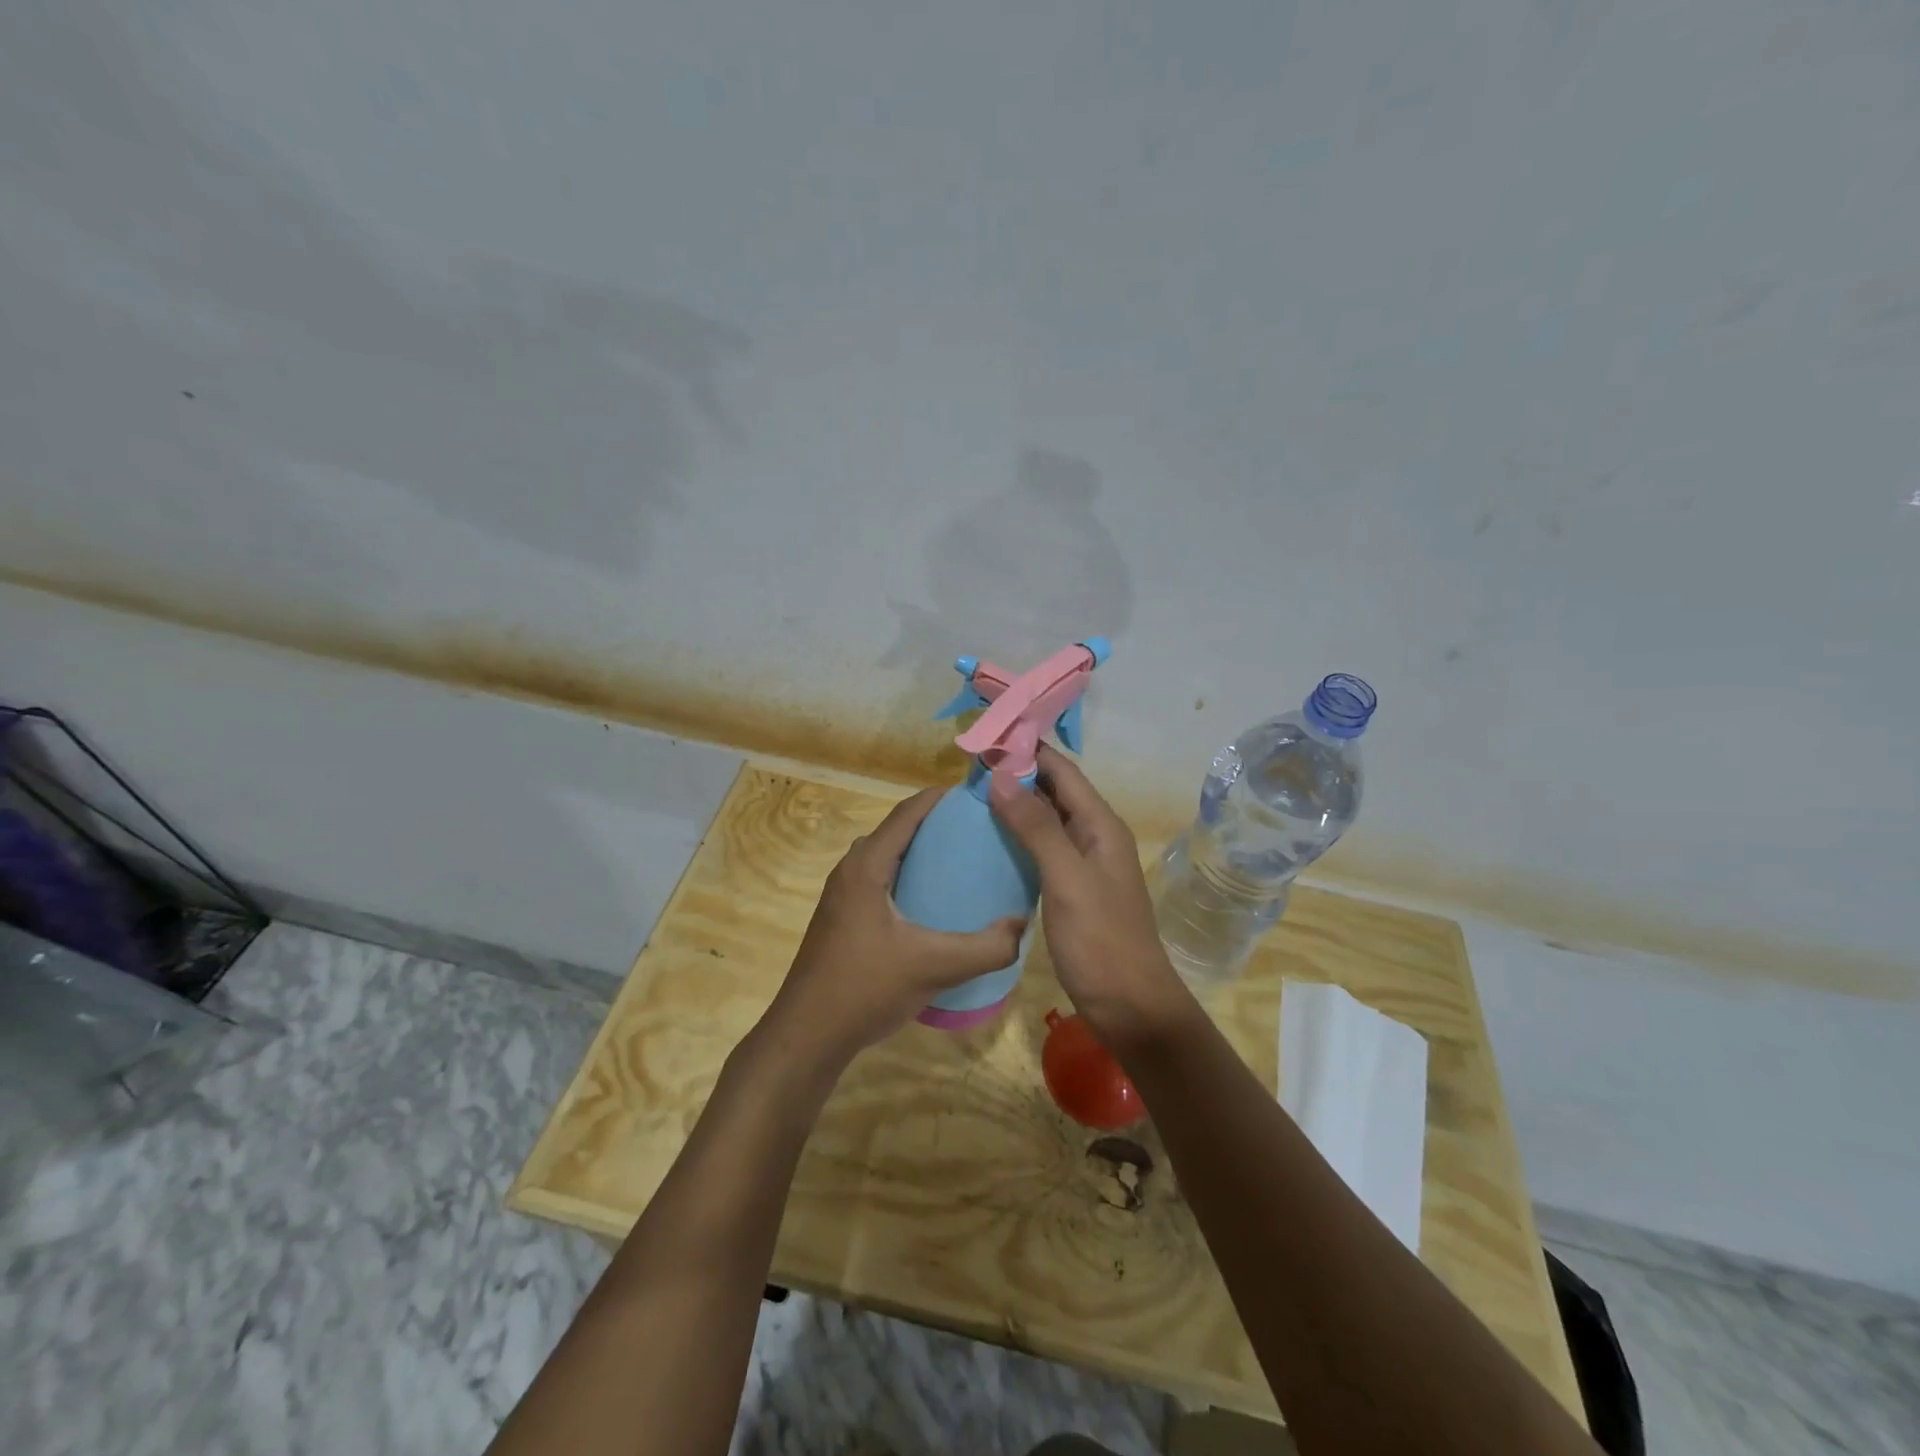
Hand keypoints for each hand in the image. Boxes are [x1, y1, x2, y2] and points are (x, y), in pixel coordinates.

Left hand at [763, 788, 1026, 1067]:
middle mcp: (850, 870)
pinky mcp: (842, 917)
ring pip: (888, 856)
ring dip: (922, 852)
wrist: (806, 1035)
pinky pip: (881, 879)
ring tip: (964, 863)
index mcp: (866, 865)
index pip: (907, 812)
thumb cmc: (865, 988)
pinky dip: (908, 876)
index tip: (979, 797)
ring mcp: (842, 894)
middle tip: (981, 832)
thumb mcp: (934, 967)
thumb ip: (985, 948)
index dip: (942, 798)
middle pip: (898, 830)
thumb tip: (1022, 926)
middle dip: (938, 824)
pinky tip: (933, 904)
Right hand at [988, 744, 1192, 1053]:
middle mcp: (1095, 836)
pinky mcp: (1073, 887)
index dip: (1027, 750)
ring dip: (1016, 802)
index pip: (1062, 770)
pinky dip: (1020, 835)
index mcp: (1101, 825)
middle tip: (969, 767)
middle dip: (1018, 773)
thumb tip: (1001, 774)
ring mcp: (1085, 863)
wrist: (1130, 1006)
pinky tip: (993, 839)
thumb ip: (1036, 827)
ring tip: (973, 795)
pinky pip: (1044, 847)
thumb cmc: (1100, 940)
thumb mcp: (1067, 879)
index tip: (985, 737)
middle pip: (1056, 790)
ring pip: (1048, 818)